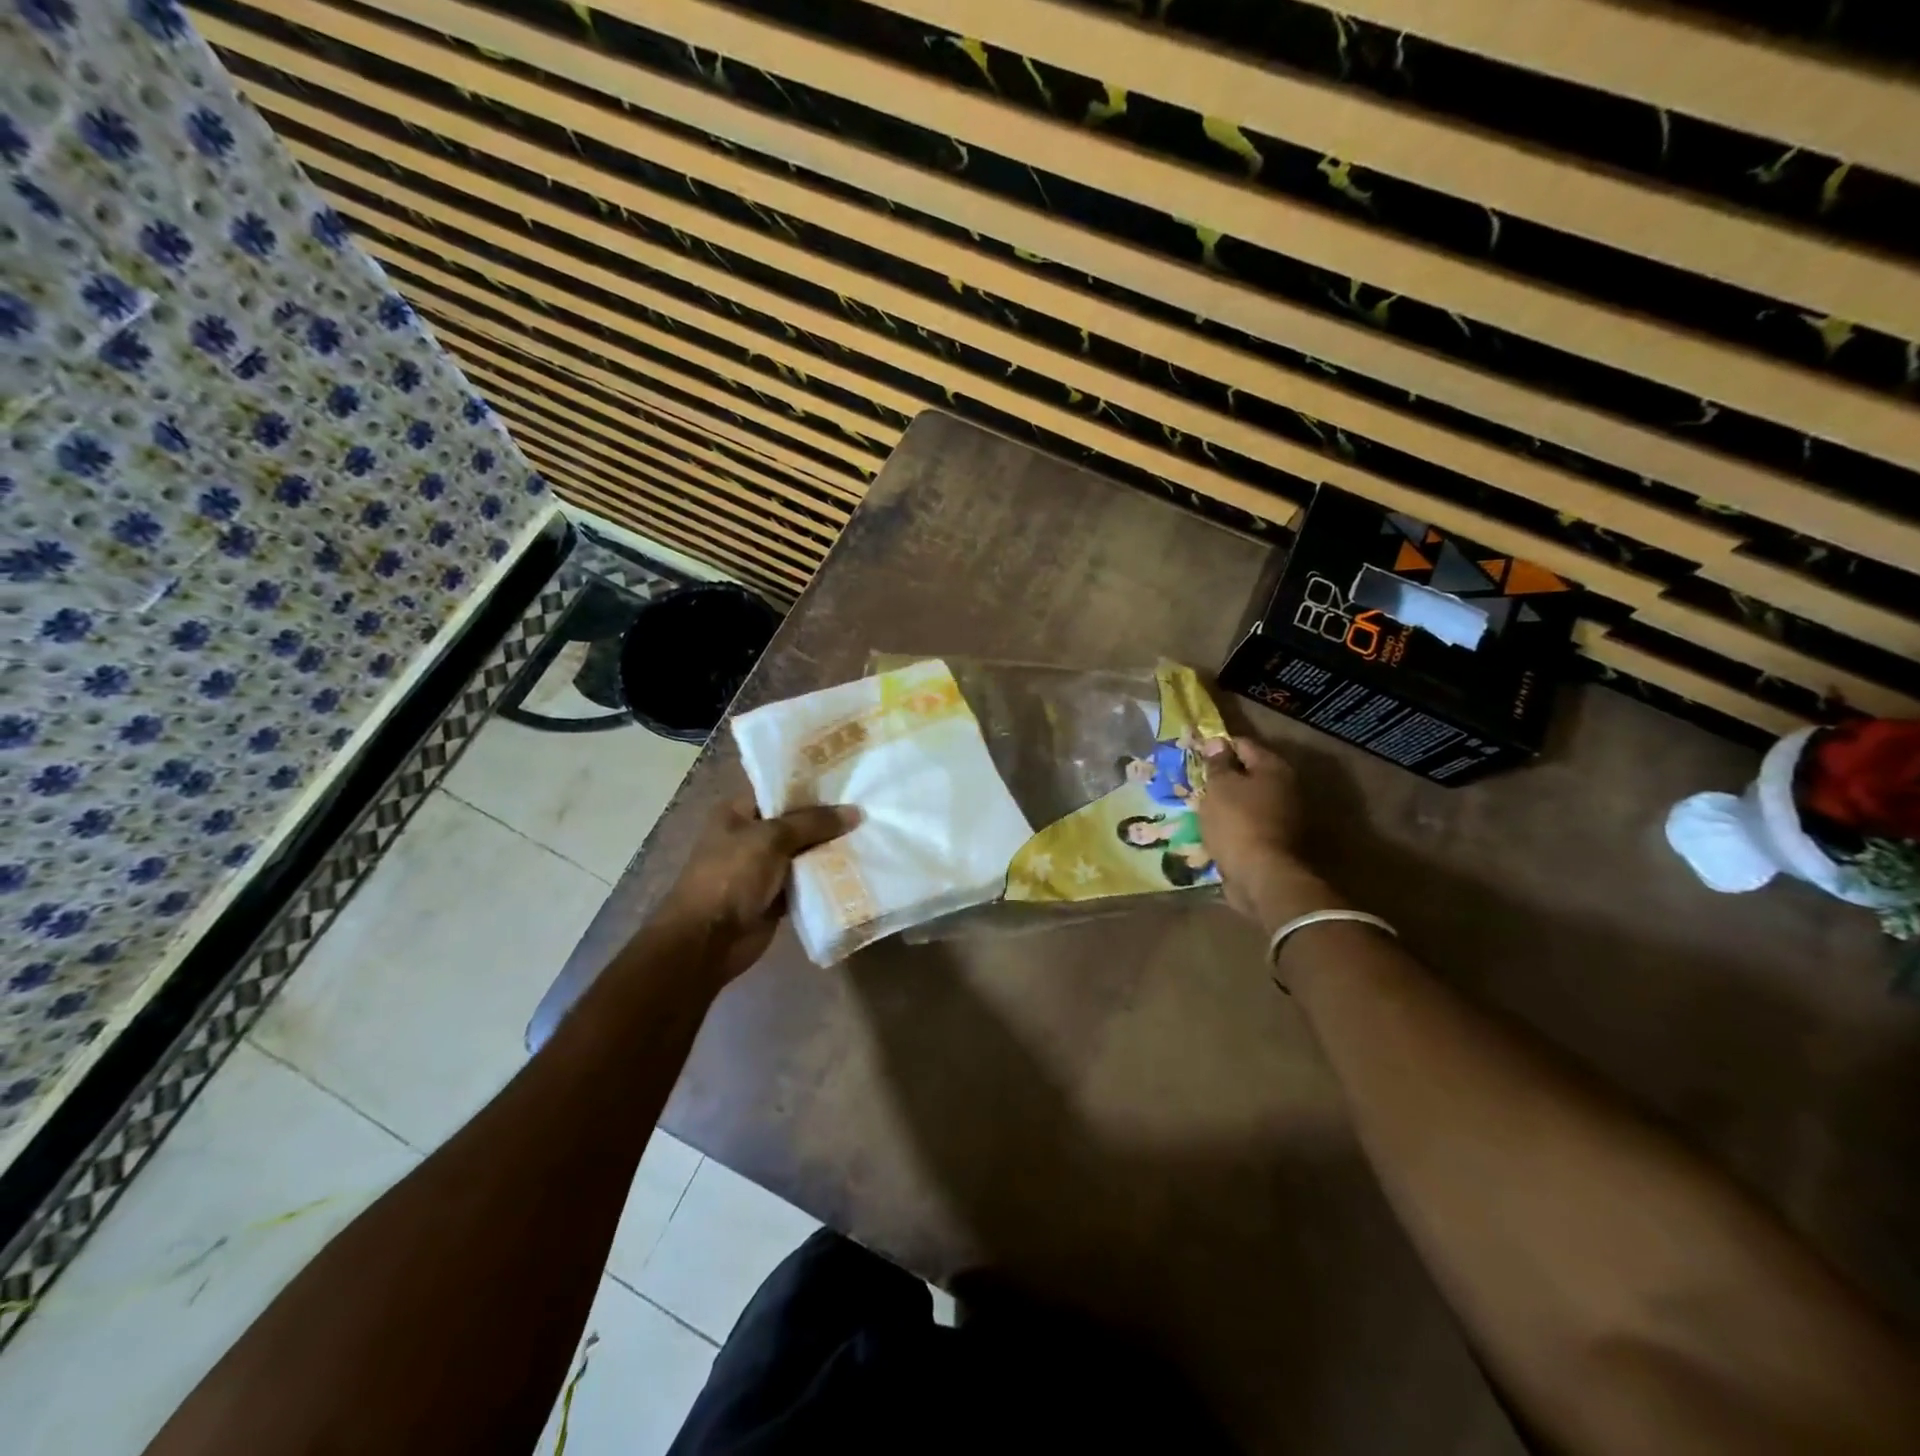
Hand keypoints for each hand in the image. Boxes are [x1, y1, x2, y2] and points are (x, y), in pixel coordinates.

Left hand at [660, 797, 860, 981]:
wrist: (708, 940)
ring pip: (805, 852)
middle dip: (828, 819)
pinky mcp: (776, 896)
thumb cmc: (731, 877)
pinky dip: (827, 877)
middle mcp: (751, 836)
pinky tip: (858, 867)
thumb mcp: (771, 839)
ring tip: (870, 834)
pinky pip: (807, 881)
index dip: (812, 786)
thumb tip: (856, 811)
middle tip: (868, 808)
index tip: (849, 780)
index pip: (780, 790)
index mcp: (738, 812)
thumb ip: (813, 823)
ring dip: (831, 849)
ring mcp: (763, 868)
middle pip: (796, 822)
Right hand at [1196, 736, 1317, 926]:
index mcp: (1273, 767)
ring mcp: (1283, 815)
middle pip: (1248, 772)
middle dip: (1222, 776)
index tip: (1194, 756)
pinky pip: (1248, 823)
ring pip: (1247, 799)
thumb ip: (1217, 763)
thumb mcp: (1220, 787)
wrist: (1262, 876)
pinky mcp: (1275, 840)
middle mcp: (1285, 787)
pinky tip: (1214, 829)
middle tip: (1196, 783)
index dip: (1217, 747)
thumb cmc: (1238, 822)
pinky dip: (1232, 823)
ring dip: (1226, 802)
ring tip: (1200, 807)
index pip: (1242, 744)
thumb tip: (1217, 742)